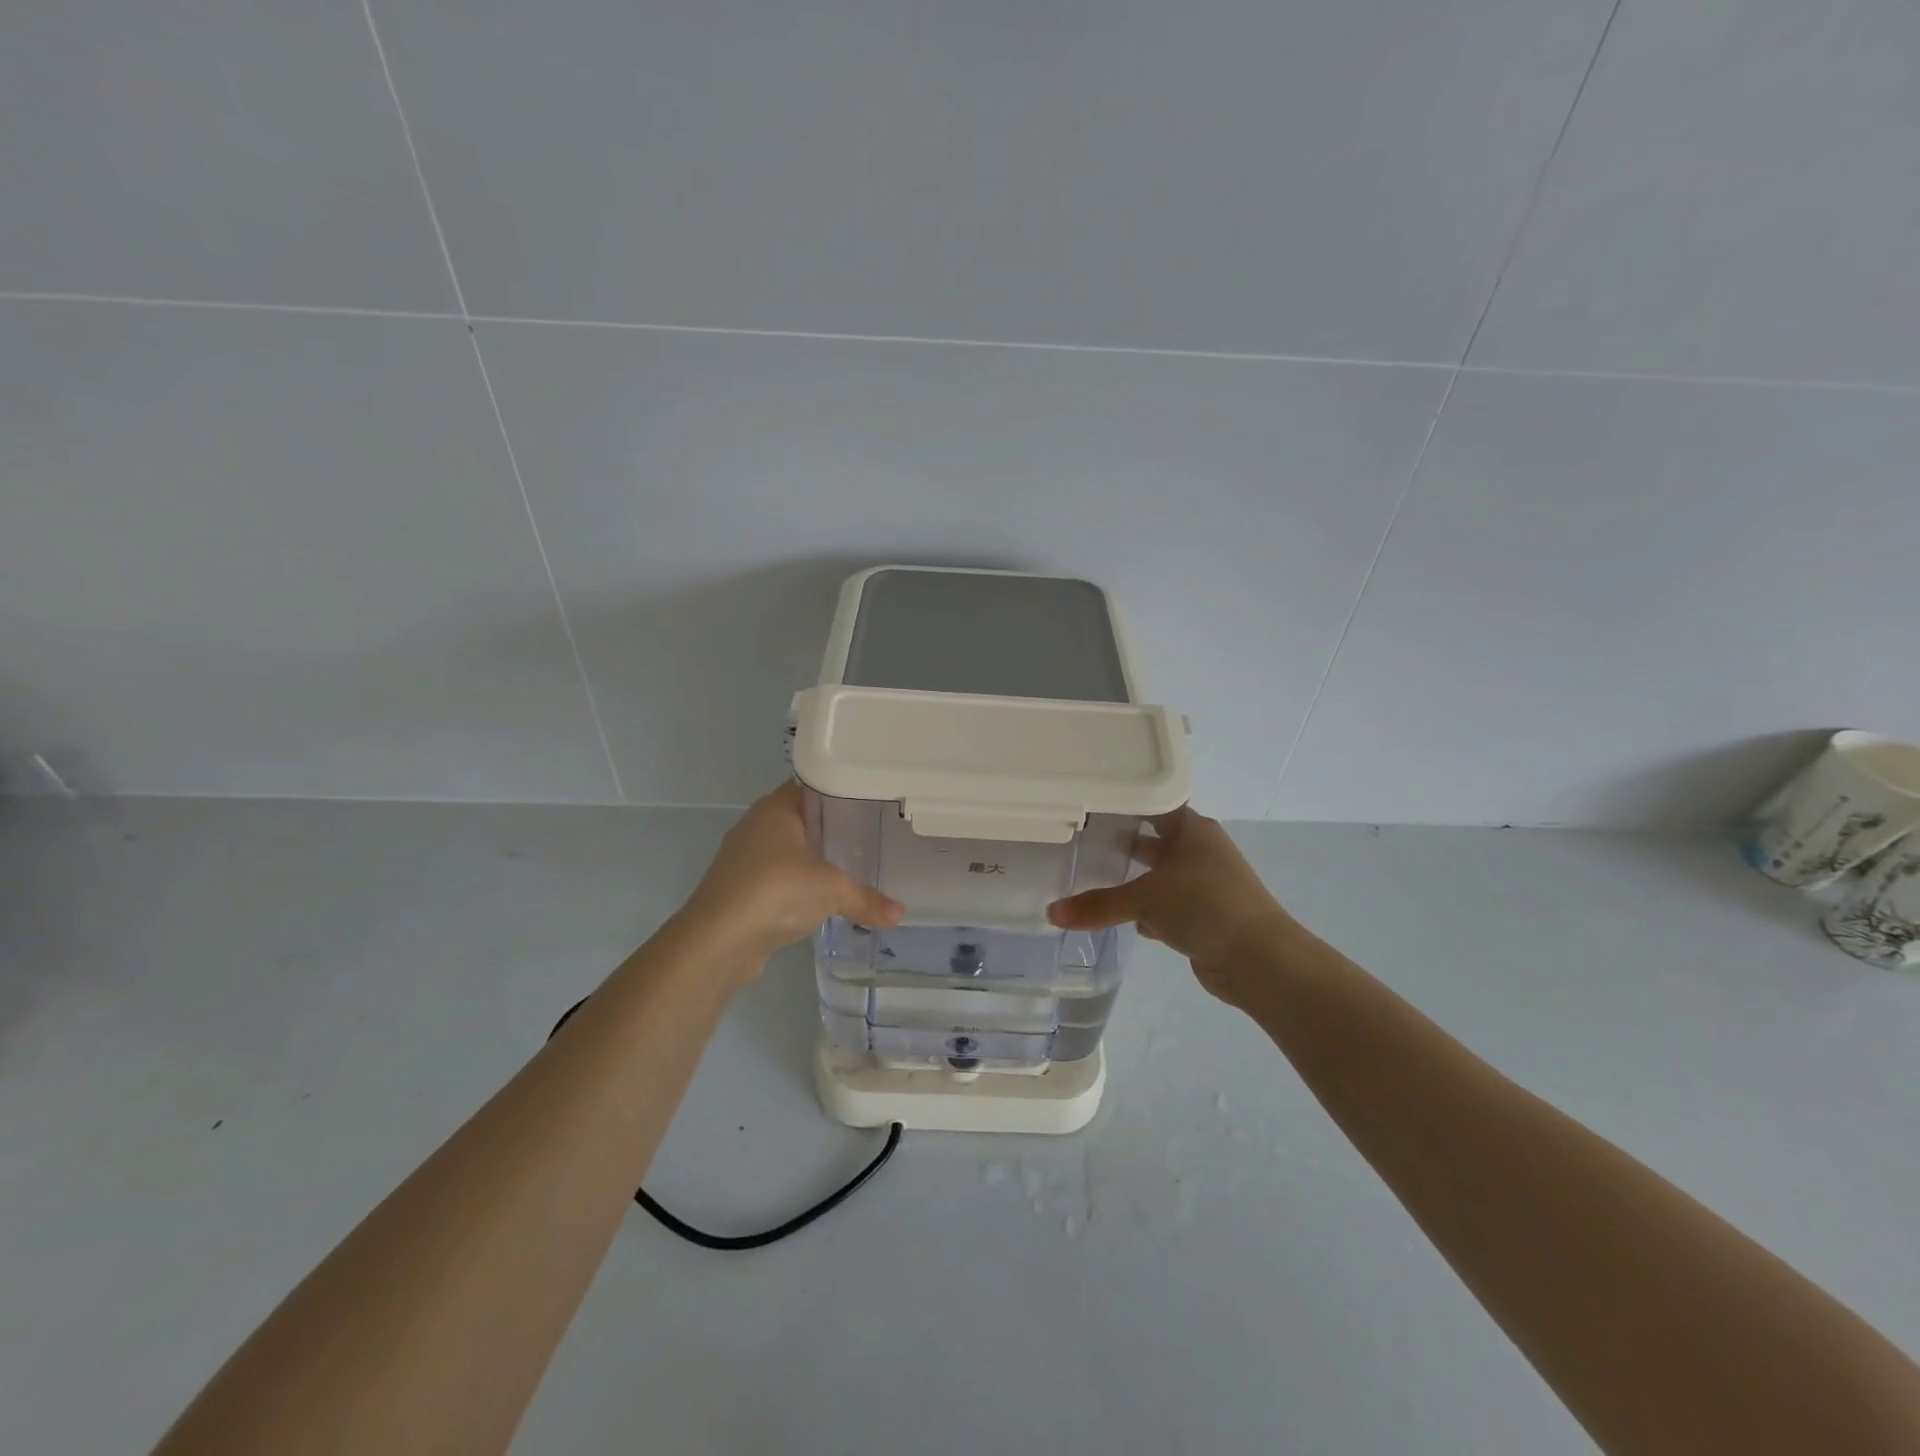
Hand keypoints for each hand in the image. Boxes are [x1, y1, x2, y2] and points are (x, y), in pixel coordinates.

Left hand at [678, 783, 903, 962]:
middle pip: (802, 818)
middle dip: (832, 829)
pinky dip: (798, 885)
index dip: (841, 793)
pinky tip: (821, 898)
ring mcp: (744, 858)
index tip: (872, 805)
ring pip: (788, 850)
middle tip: (870, 837)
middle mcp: (757, 825)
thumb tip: (899, 913)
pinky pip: (778, 878)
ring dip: (813, 859)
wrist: (717, 940)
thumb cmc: (776, 892)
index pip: (813, 787)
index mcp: (775, 808)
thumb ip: (866, 898)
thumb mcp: (831, 890)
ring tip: (852, 867)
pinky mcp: (740, 889)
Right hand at [1047, 807, 1302, 1006]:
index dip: (1121, 803)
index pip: (1150, 804)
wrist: (1260, 959)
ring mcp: (1205, 883)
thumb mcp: (1145, 900)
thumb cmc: (1203, 906)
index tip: (1085, 803)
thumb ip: (1097, 905)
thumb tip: (1051, 913)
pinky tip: (1121, 916)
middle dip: (1122, 842)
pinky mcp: (1205, 914)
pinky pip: (1167, 904)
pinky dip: (1146, 909)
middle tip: (1080, 840)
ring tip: (1091, 876)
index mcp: (1191, 828)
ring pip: (1159, 874)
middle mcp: (1199, 849)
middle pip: (1153, 839)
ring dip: (1134, 879)